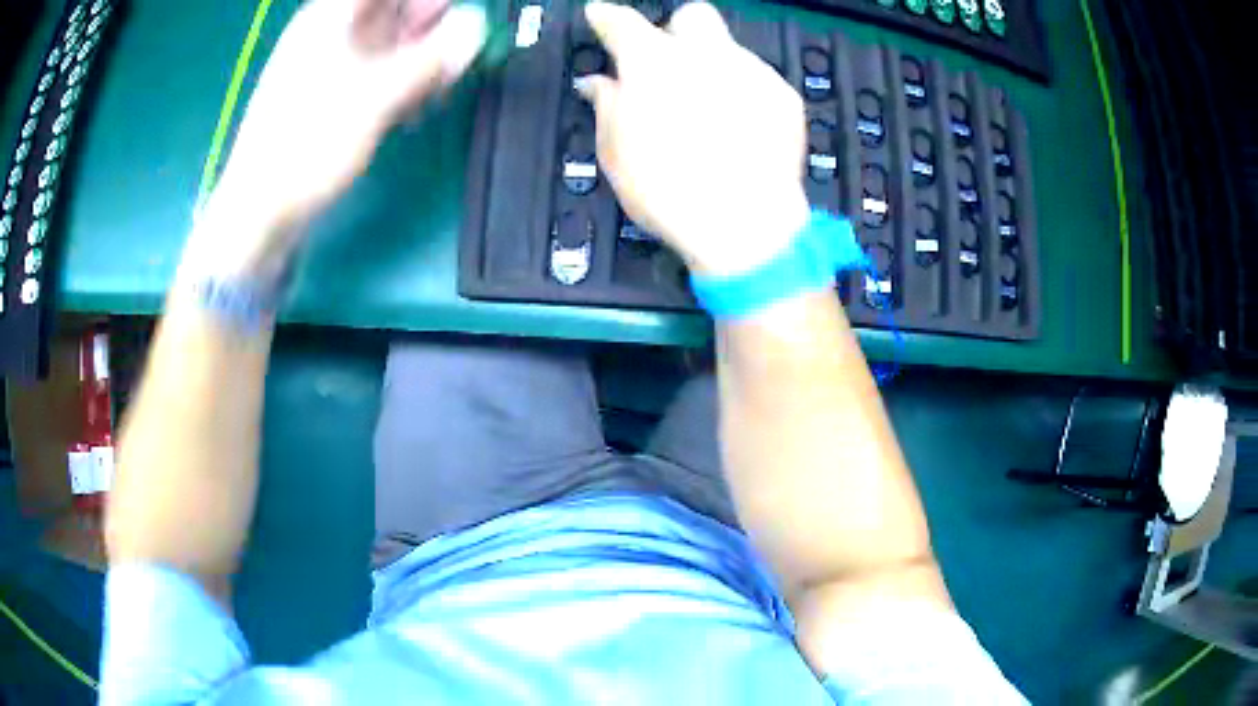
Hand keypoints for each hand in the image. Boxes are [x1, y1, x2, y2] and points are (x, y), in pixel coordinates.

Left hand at [188, 0, 487, 279]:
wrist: (259, 214)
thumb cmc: (308, 146)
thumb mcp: (376, 97)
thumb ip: (430, 59)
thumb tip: (476, 26)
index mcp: (329, 20)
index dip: (419, 0)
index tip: (453, 12)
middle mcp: (326, 35)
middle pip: (387, 11)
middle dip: (426, 24)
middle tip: (459, 47)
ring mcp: (324, 69)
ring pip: (382, 44)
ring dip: (417, 57)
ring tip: (442, 84)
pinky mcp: (325, 101)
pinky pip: (370, 76)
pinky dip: (397, 84)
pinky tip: (414, 107)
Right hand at [577, 2, 809, 277]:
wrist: (745, 223)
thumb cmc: (668, 191)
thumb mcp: (616, 154)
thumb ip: (606, 106)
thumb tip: (598, 83)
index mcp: (652, 63)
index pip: (621, 22)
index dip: (606, 16)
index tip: (600, 16)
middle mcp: (704, 54)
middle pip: (692, 15)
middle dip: (677, 31)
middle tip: (669, 65)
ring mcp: (751, 71)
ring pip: (729, 51)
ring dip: (713, 69)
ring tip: (710, 115)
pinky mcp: (785, 97)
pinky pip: (759, 80)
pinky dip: (745, 95)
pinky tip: (741, 129)